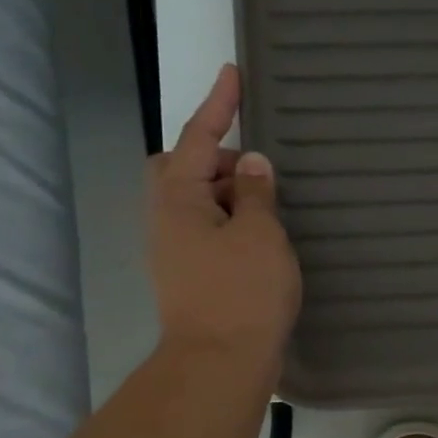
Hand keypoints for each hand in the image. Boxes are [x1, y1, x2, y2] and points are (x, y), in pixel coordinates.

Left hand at [147, 64, 301, 365]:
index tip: (233, 73)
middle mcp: (167, 219)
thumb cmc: (242, 294)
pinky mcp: (189, 275)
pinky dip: (232, 221)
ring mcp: (175, 250)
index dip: (218, 104)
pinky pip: (208, 229)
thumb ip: (258, 193)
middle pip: (185, 168)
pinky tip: (261, 237)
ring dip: (229, 194)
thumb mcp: (260, 235)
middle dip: (218, 158)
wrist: (220, 364)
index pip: (199, 138)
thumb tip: (254, 165)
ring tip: (270, 206)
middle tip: (259, 170)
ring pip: (198, 202)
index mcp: (179, 199)